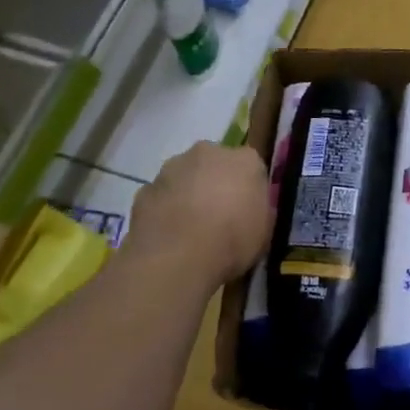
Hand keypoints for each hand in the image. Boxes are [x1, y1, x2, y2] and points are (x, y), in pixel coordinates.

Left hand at [130, 142, 271, 287]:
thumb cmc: (232, 241)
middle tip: (219, 216)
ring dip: (188, 193)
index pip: (252, 167)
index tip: (247, 210)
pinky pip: (161, 196)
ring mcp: (172, 168)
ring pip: (185, 177)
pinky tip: (169, 235)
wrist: (177, 256)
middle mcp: (208, 152)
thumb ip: (259, 210)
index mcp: (245, 160)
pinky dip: (165, 209)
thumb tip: (251, 208)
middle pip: (215, 164)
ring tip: (190, 229)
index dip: (249, 189)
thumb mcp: (264, 231)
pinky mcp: (145, 188)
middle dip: (216, 183)